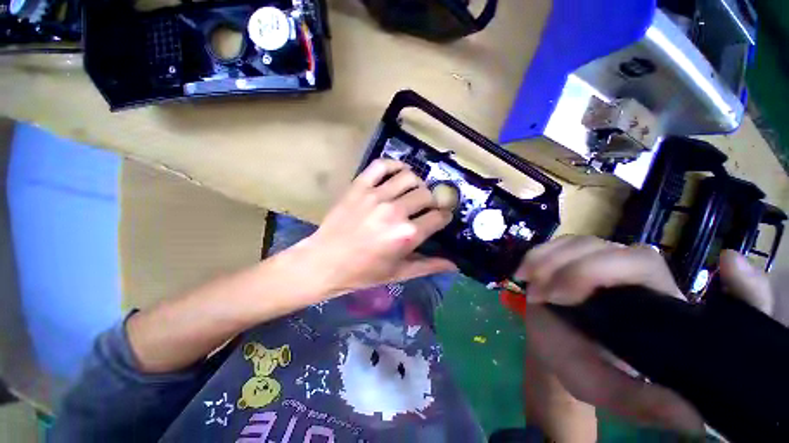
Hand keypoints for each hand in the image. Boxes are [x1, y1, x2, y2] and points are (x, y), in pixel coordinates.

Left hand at [297, 159, 455, 296]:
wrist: (325, 262)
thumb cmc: (363, 272)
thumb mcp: (399, 273)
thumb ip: (428, 266)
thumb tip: (455, 265)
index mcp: (407, 235)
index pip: (439, 217)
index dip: (444, 217)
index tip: (441, 218)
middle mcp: (395, 211)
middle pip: (427, 195)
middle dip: (432, 201)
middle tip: (426, 208)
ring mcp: (376, 196)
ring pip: (409, 177)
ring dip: (417, 183)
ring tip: (413, 192)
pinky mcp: (359, 186)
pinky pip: (381, 165)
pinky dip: (394, 165)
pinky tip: (398, 172)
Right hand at [518, 235, 773, 436]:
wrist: (549, 345)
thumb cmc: (579, 366)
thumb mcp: (606, 391)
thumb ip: (641, 402)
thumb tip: (694, 418)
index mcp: (663, 313)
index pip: (698, 292)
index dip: (737, 281)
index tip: (726, 265)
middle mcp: (641, 282)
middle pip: (628, 256)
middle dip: (581, 272)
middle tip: (547, 296)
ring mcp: (605, 263)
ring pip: (588, 244)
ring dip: (552, 261)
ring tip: (532, 286)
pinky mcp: (575, 256)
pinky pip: (560, 243)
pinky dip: (539, 254)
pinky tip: (525, 272)